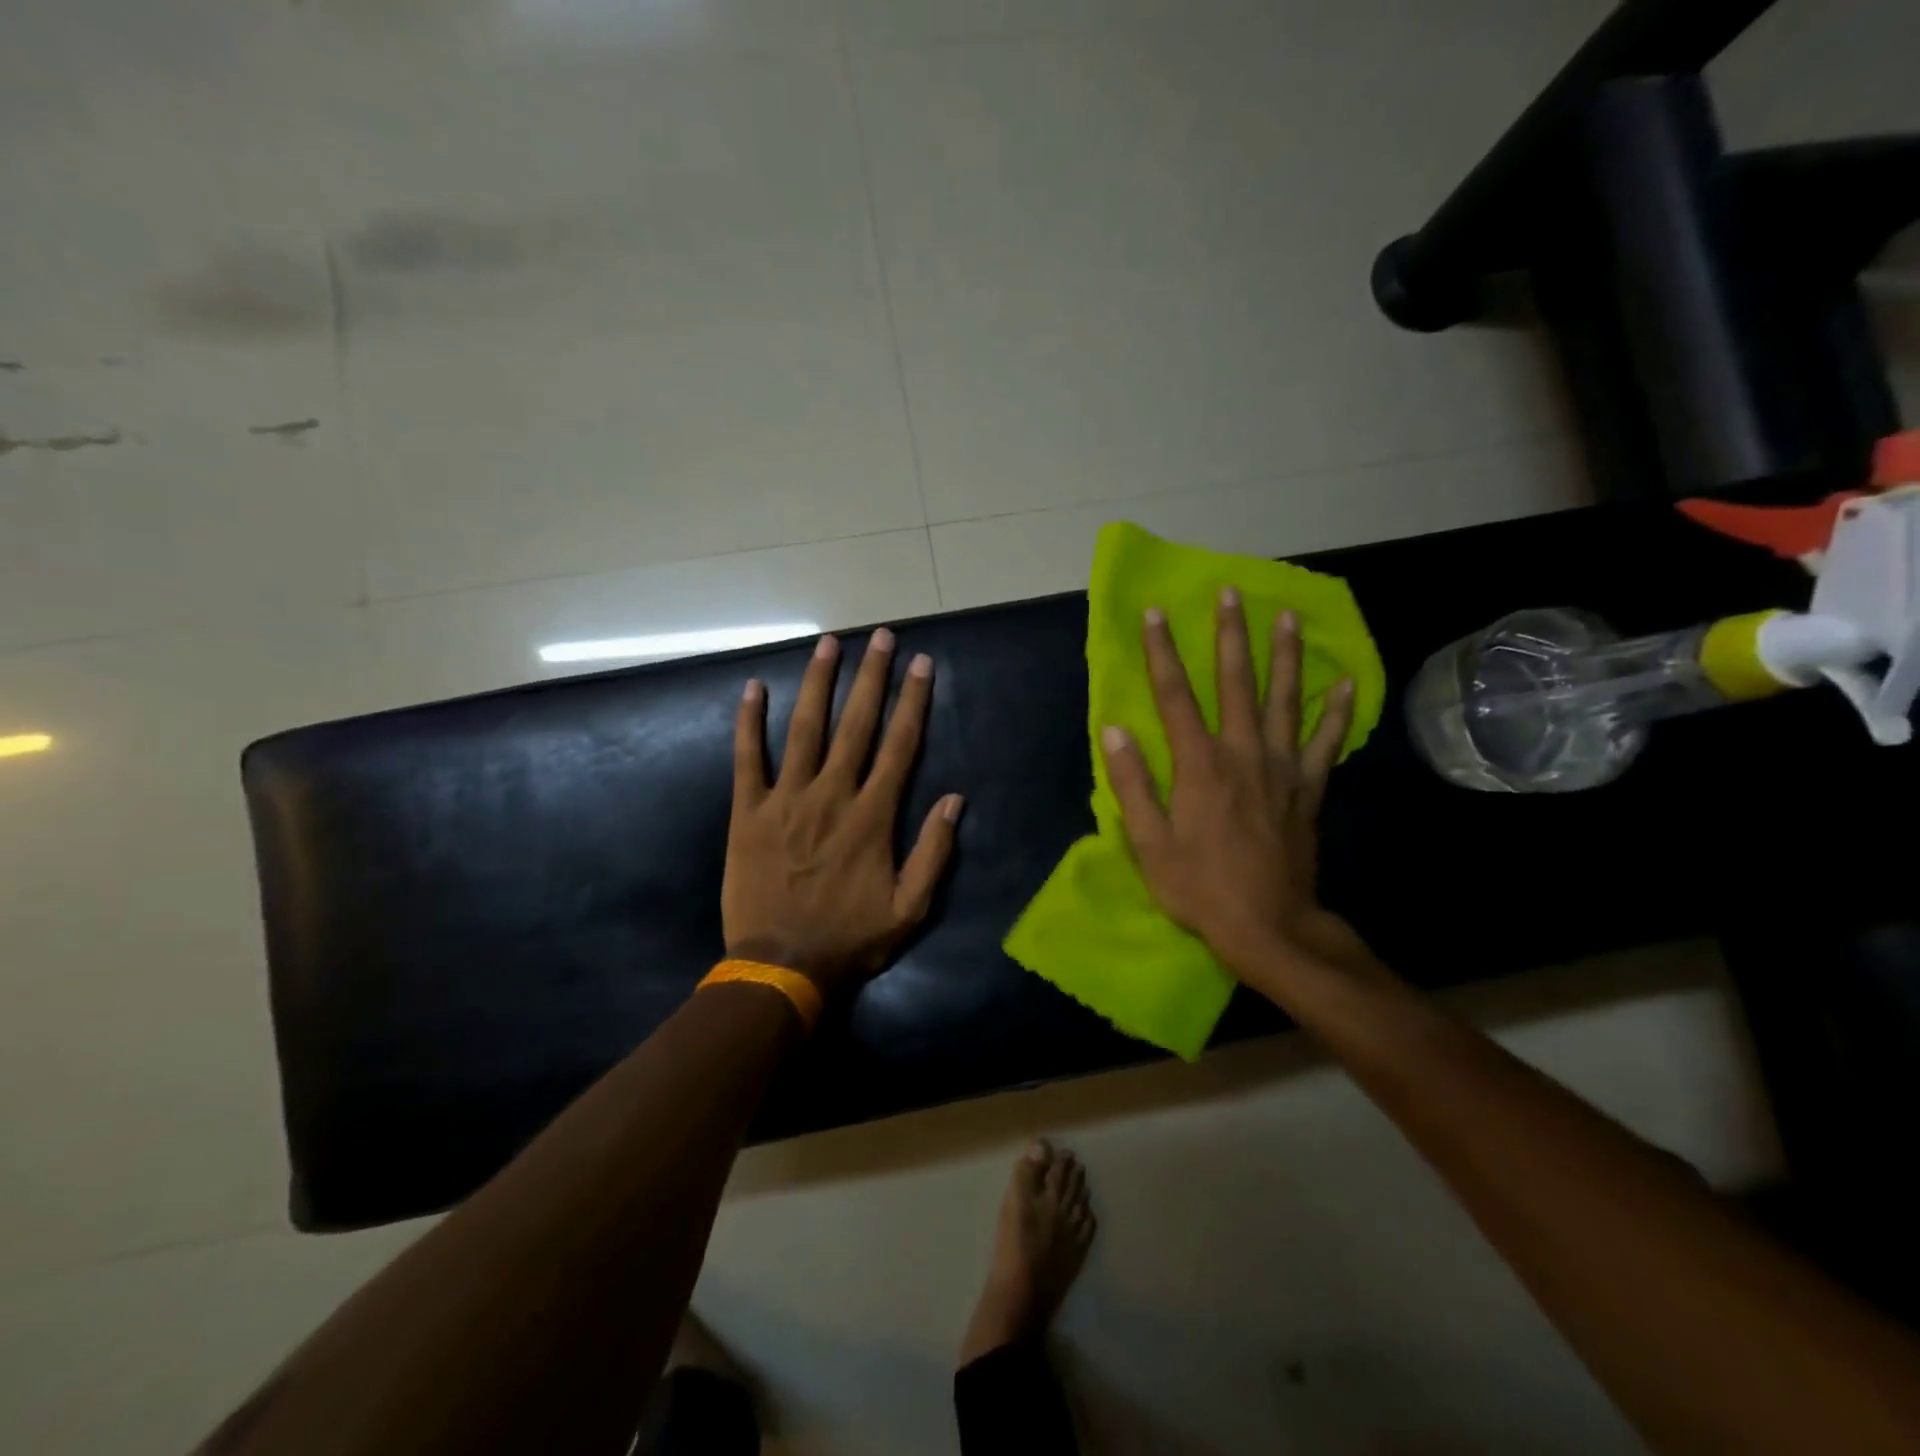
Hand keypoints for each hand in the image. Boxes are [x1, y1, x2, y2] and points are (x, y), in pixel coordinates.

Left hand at [723, 629, 963, 997]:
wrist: (780, 966)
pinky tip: (753, 688)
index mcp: (872, 816)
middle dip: (871, 677)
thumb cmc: (850, 939)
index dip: (913, 701)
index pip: (900, 746)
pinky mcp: (748, 812)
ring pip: (804, 729)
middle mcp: (831, 795)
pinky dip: (749, 722)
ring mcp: (786, 800)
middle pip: (856, 724)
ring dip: (818, 683)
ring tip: (828, 643)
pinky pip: (747, 759)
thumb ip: (934, 852)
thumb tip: (955, 800)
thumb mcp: (910, 908)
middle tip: (881, 637)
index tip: (921, 664)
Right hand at [1101, 590, 1356, 982]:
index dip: (1162, 652)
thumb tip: (1114, 730)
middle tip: (1232, 593)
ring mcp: (1283, 769)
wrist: (1269, 926)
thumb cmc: (1200, 887)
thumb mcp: (1149, 843)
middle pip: (1237, 682)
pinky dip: (1336, 712)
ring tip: (1289, 617)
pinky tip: (1345, 683)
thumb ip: (1132, 783)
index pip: (1175, 695)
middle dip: (1231, 635)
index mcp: (1199, 765)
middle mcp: (1243, 753)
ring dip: (1286, 656)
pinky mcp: (1309, 789)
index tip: (1155, 614)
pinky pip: (1326, 742)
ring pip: (1285, 700)